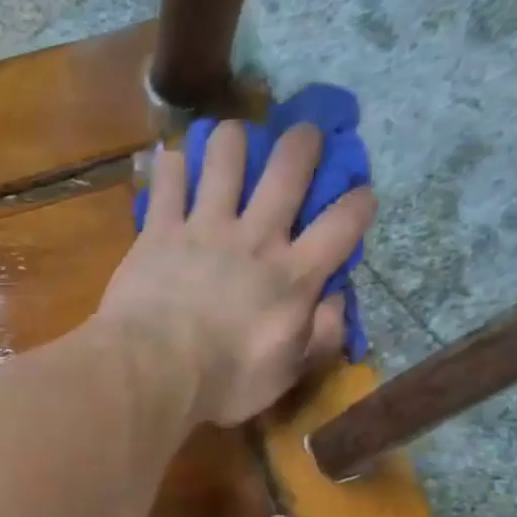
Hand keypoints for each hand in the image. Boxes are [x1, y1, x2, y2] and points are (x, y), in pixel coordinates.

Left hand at [97, 122, 376, 425]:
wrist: (155, 371)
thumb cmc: (223, 382)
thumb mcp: (285, 374)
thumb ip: (319, 338)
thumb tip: (337, 304)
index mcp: (293, 275)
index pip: (342, 225)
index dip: (358, 204)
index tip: (361, 195)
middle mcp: (255, 237)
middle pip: (289, 167)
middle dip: (303, 142)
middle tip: (303, 134)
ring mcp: (205, 227)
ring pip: (226, 155)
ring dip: (232, 140)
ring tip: (230, 141)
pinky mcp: (159, 230)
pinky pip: (168, 180)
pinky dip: (171, 166)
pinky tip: (173, 163)